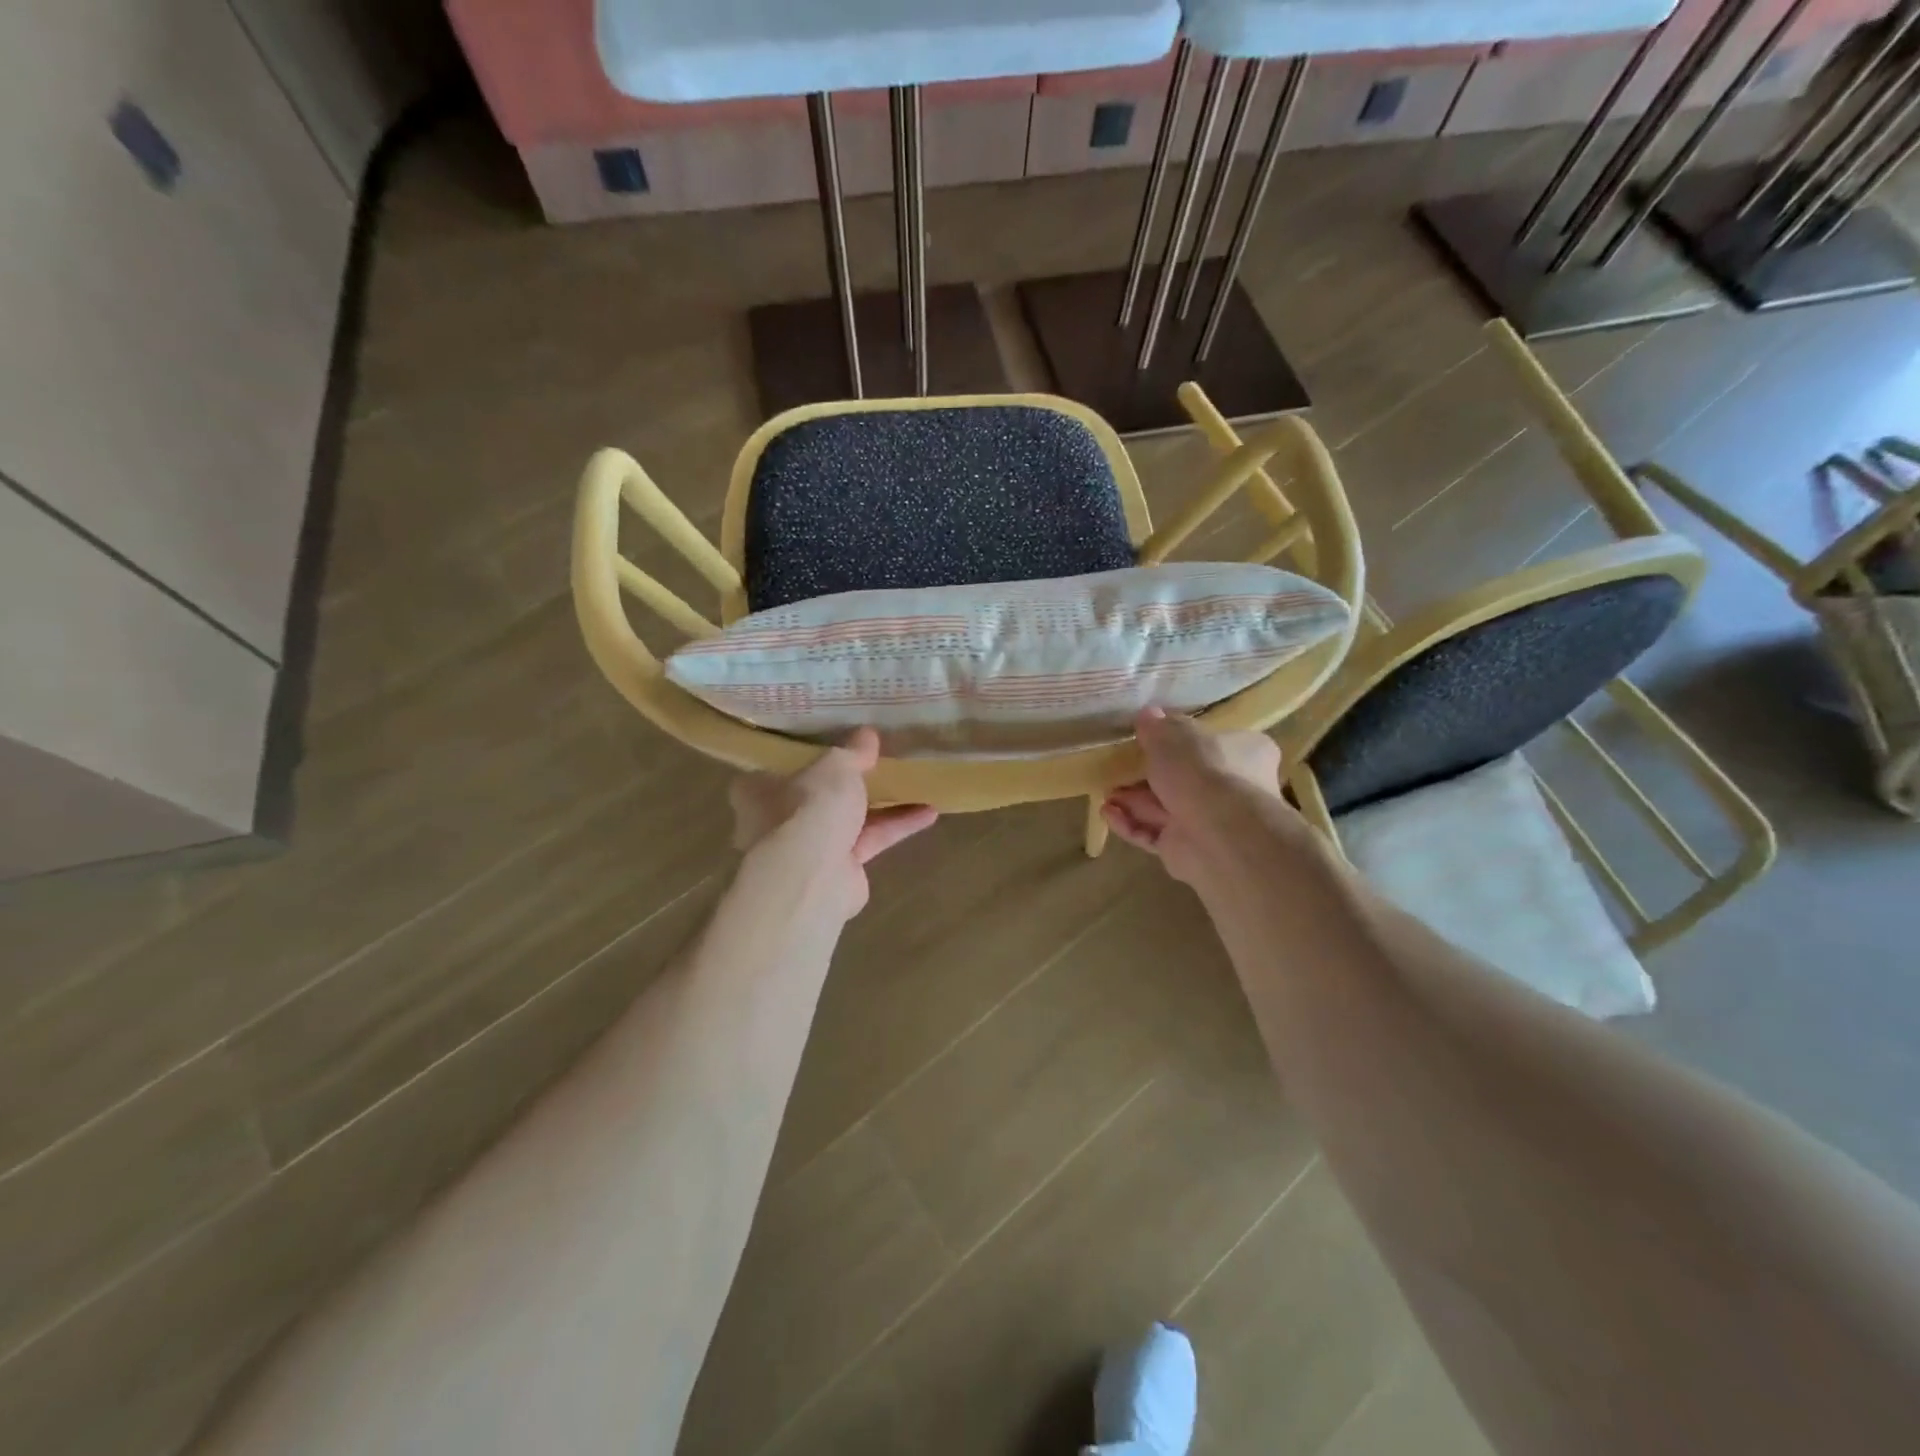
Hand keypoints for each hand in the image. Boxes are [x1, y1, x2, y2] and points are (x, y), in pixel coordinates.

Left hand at [730, 728, 937, 917]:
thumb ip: (852, 751)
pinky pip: (871, 840)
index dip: (808, 756)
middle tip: (880, 762)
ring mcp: (809, 849)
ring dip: (883, 804)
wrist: (814, 876)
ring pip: (849, 819)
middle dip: (850, 783)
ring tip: (917, 784)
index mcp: (758, 790)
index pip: (779, 768)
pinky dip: (897, 827)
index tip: (835, 744)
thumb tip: (868, 734)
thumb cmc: (809, 807)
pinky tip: (929, 814)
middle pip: (818, 795)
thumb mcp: (835, 766)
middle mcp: (777, 821)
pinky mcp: (840, 869)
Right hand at [1102, 709, 1286, 884]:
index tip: (1150, 738)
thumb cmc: (1204, 771)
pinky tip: (1107, 814)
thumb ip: (1159, 726)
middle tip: (1118, 767)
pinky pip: (1154, 834)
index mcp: (1245, 753)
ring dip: (1133, 801)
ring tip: (1105, 794)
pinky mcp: (1188, 850)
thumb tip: (1149, 715)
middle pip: (1184, 778)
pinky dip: (1131, 824)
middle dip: (1147, 775)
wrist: (1218, 833)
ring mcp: (1210, 822)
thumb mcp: (1174, 734)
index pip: (1215, 742)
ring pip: (1165, 808)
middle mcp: (1234, 788)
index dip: (1182, 740)